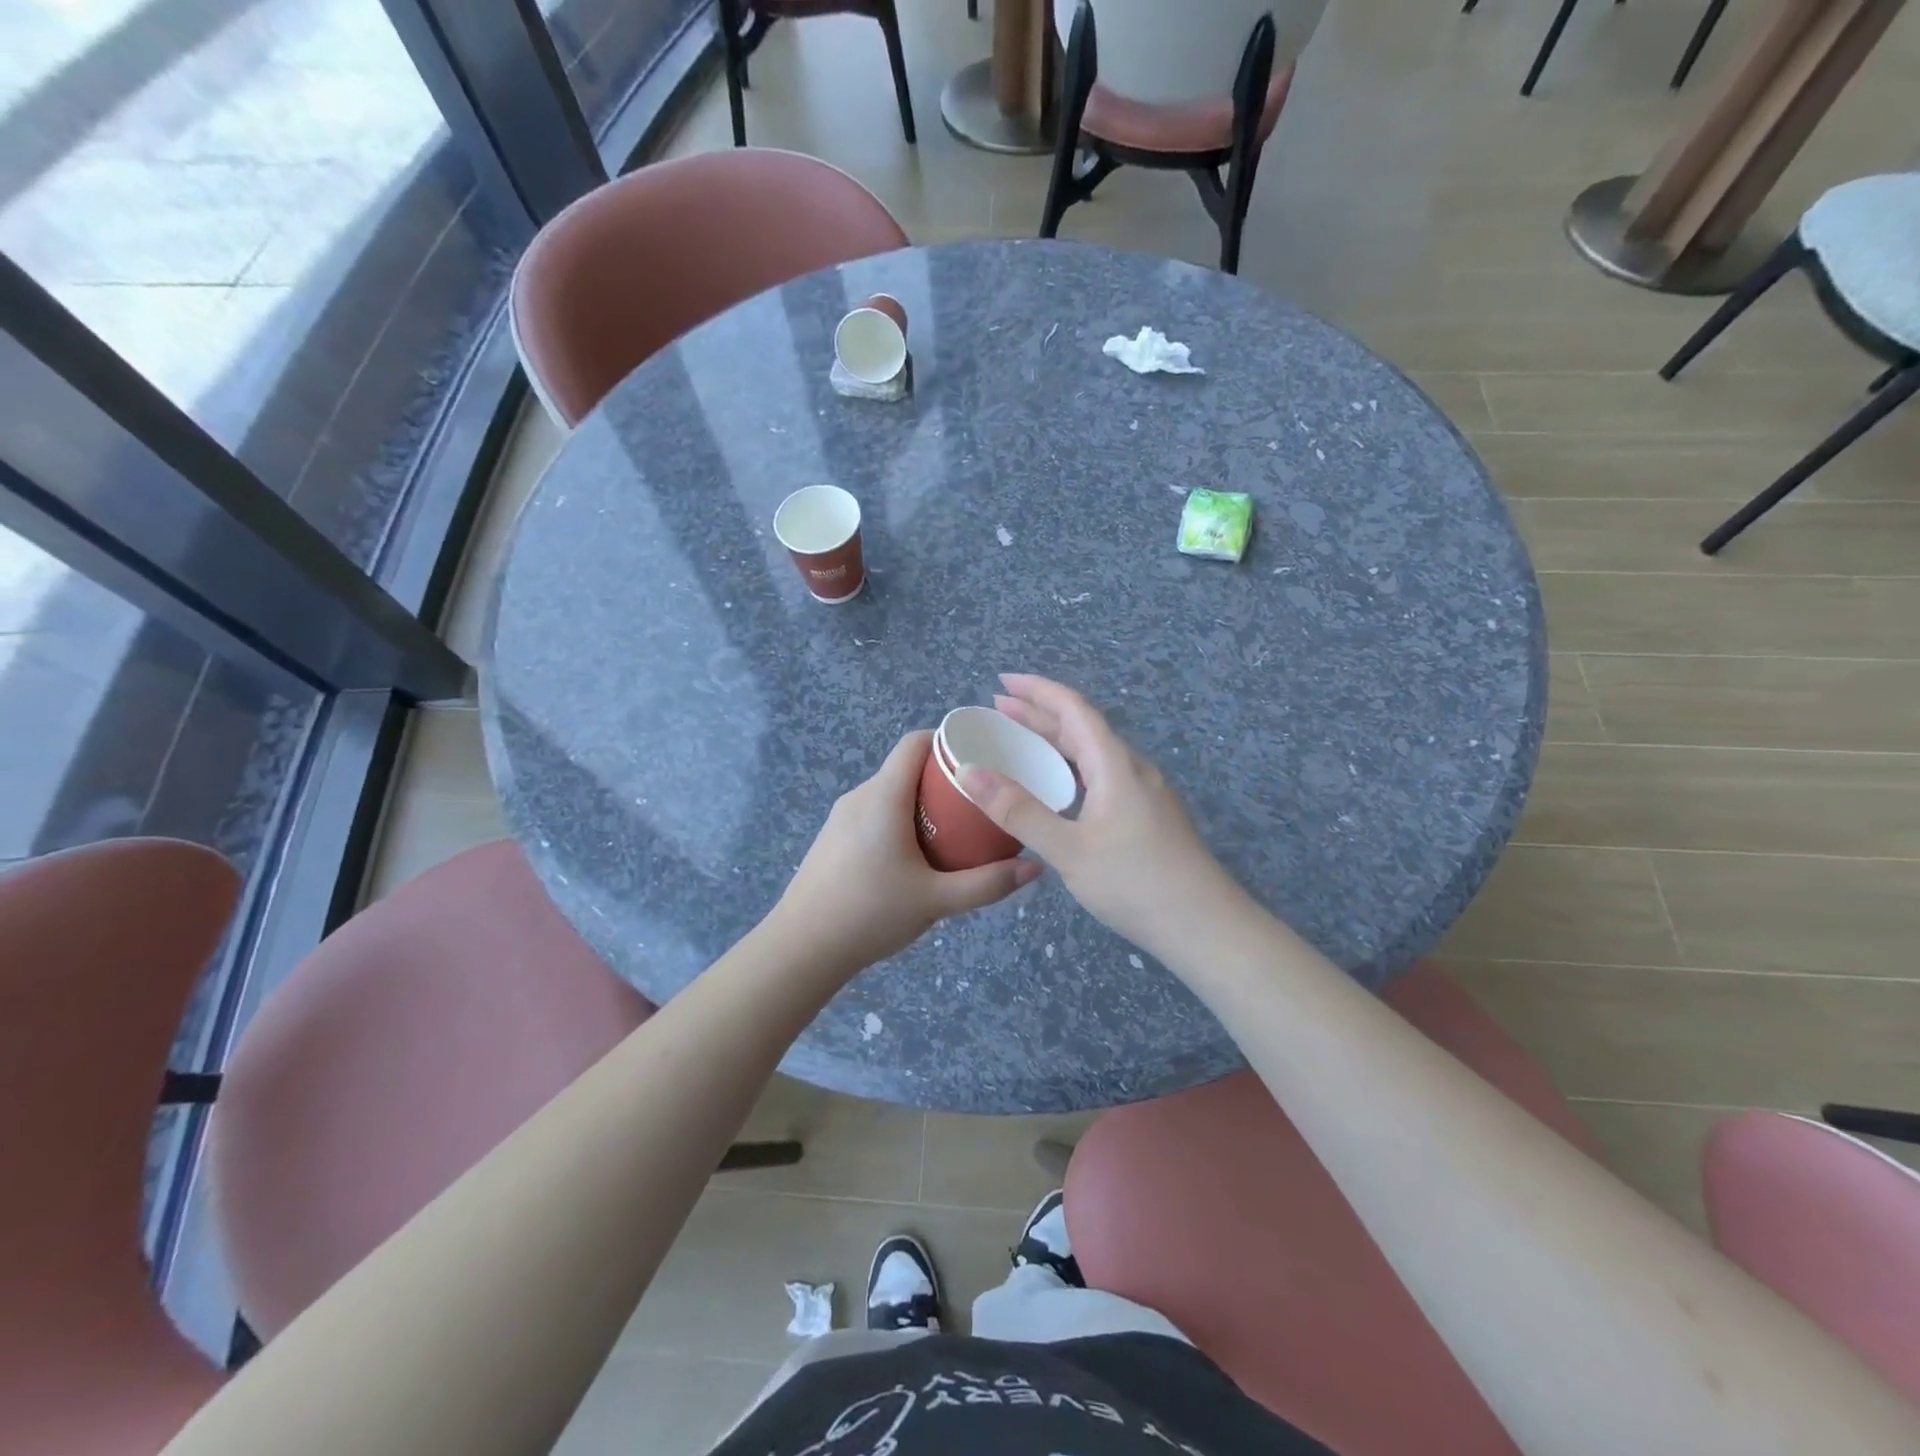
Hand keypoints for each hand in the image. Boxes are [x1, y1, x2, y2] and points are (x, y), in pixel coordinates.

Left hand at [772, 731, 1042, 975]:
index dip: (948, 739)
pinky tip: (916, 854)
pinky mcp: (832, 838)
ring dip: (921, 801)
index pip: (914, 743)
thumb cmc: (870, 913)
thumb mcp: (937, 900)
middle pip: (905, 768)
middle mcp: (859, 796)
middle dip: (943, 777)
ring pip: (889, 792)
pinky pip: (874, 812)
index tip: (981, 756)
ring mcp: (840, 817)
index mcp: (883, 797)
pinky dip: (900, 818)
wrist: (801, 948)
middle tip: (978, 801)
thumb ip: (988, 884)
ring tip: (954, 828)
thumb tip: (1035, 866)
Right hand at [961, 674, 1248, 962]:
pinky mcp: (1149, 815)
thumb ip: (1019, 812)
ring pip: (1094, 753)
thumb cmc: (1136, 883)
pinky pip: (1102, 775)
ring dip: (1056, 741)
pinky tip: (1060, 788)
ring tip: (1020, 742)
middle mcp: (1132, 769)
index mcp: (1115, 765)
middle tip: (998, 710)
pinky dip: (1071, 768)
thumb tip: (970, 773)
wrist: (1205, 927)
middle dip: (1040, 713)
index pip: (1074, 709)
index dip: (1038, 690)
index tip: (1002, 682)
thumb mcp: (1069, 850)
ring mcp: (1145, 793)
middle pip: (1083, 728)